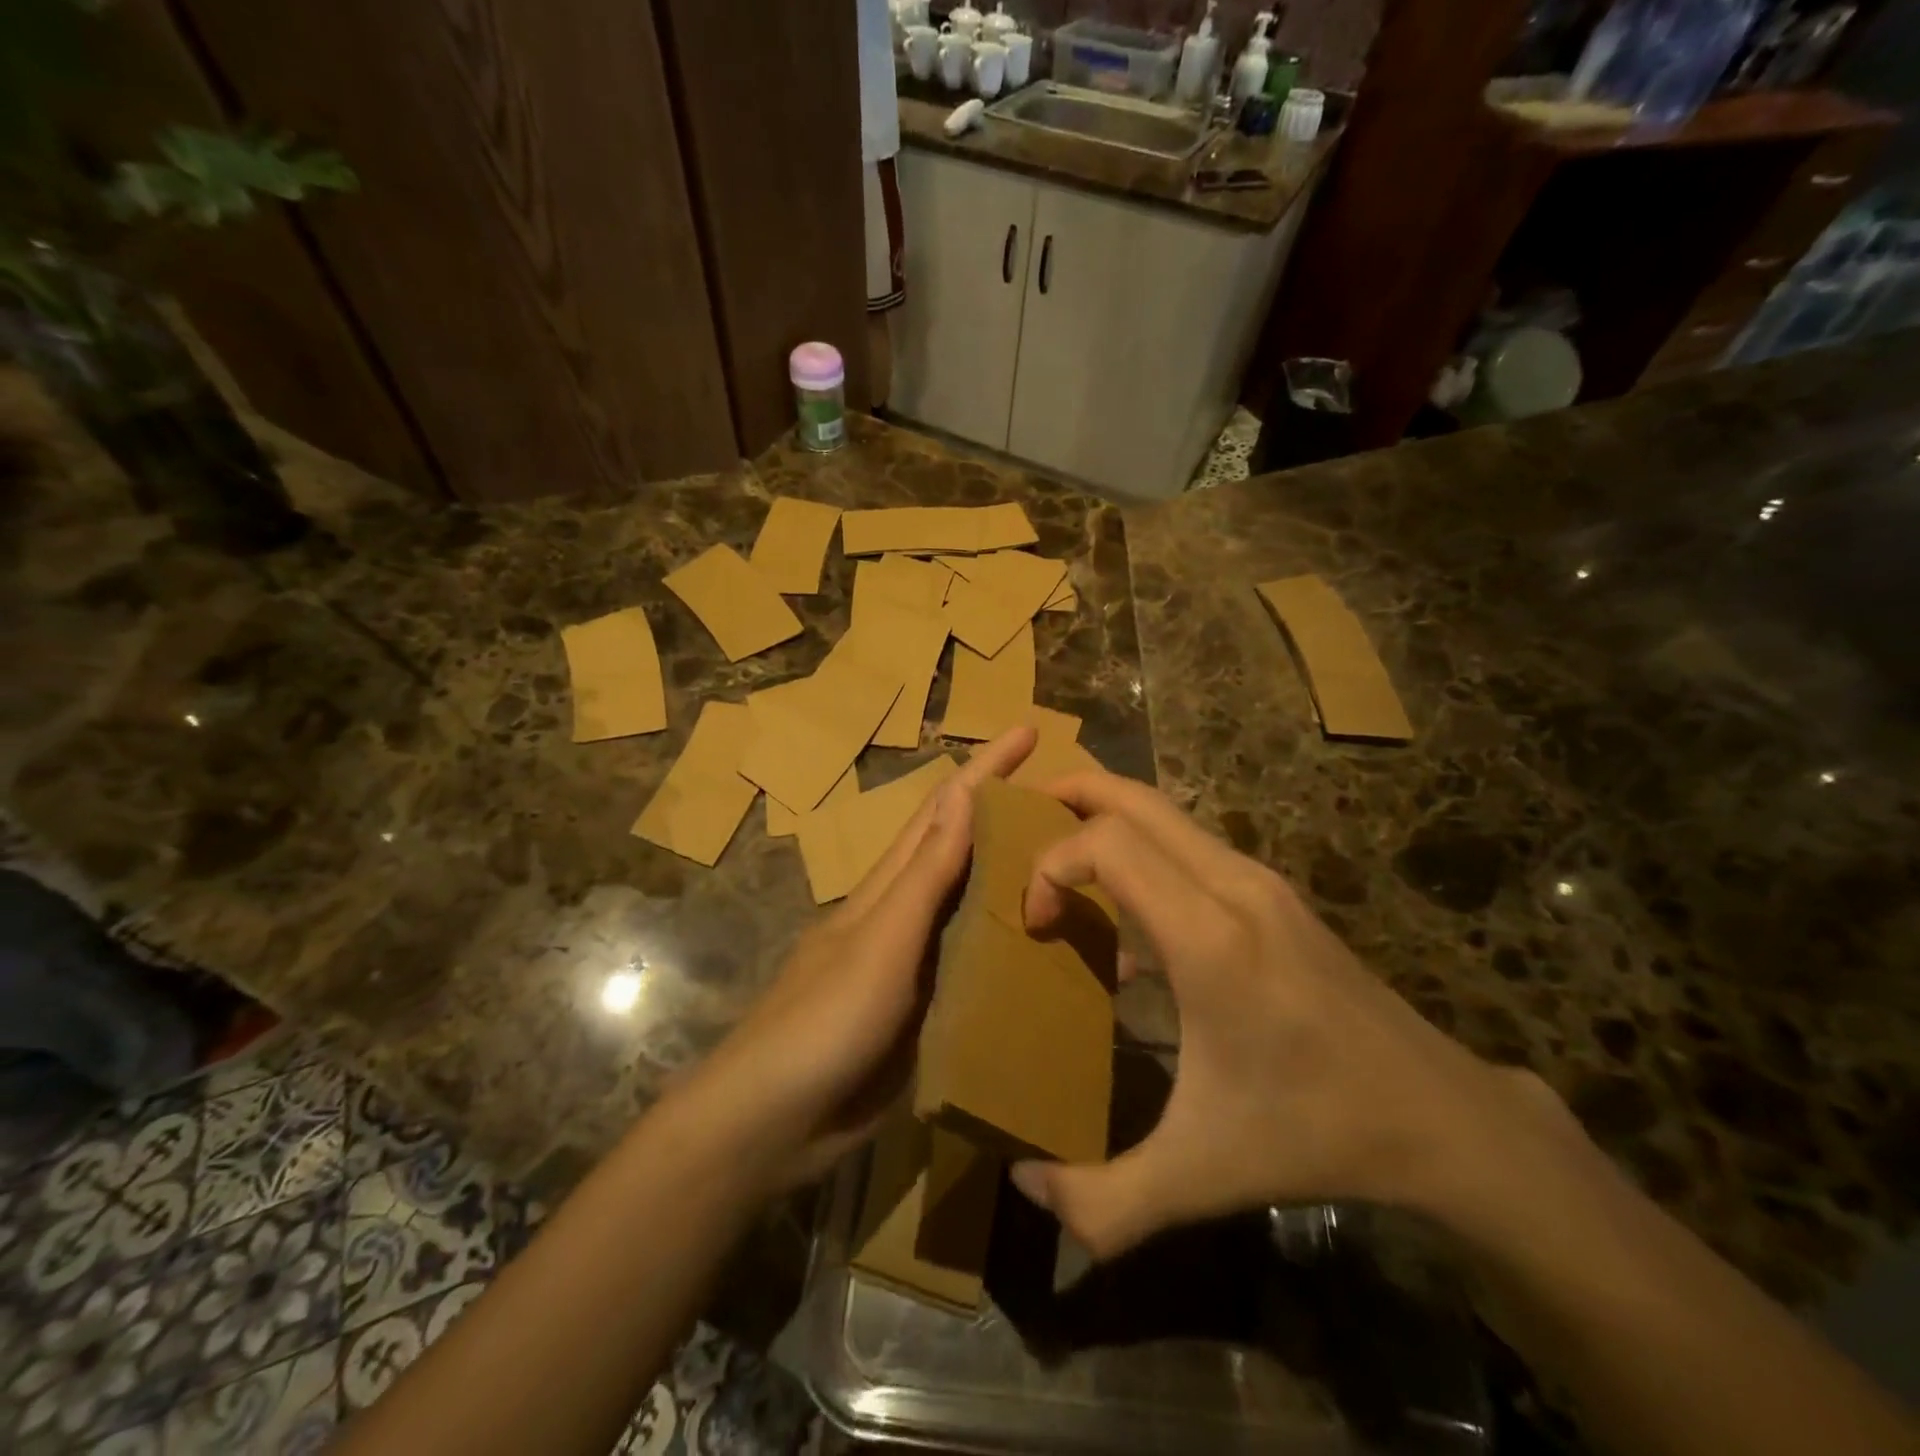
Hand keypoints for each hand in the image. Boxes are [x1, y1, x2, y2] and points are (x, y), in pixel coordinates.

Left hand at [681, 726, 1038, 1194]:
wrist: (775, 1122)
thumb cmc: (824, 1020)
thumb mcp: (880, 941)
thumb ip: (925, 874)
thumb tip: (962, 791)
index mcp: (891, 886)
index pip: (945, 810)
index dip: (986, 768)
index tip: (1029, 730)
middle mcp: (907, 915)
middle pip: (966, 853)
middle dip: (1012, 818)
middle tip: (1075, 805)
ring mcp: (917, 964)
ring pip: (978, 909)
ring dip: (1021, 884)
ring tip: (1081, 873)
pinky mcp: (927, 1012)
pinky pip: (980, 968)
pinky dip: (1015, 952)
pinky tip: (1053, 958)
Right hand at [1010, 770, 1536, 1259]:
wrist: (1440, 1117)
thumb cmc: (1313, 1134)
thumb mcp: (1198, 1177)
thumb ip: (1102, 1200)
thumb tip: (1023, 1183)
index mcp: (1209, 937)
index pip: (1108, 844)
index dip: (1052, 867)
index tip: (1037, 923)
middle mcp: (1234, 886)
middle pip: (1136, 798)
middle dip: (1070, 793)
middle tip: (1021, 821)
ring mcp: (1260, 881)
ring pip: (1165, 811)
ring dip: (1106, 817)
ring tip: (1062, 859)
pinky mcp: (1274, 892)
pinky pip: (1188, 844)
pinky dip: (1141, 849)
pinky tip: (1128, 921)